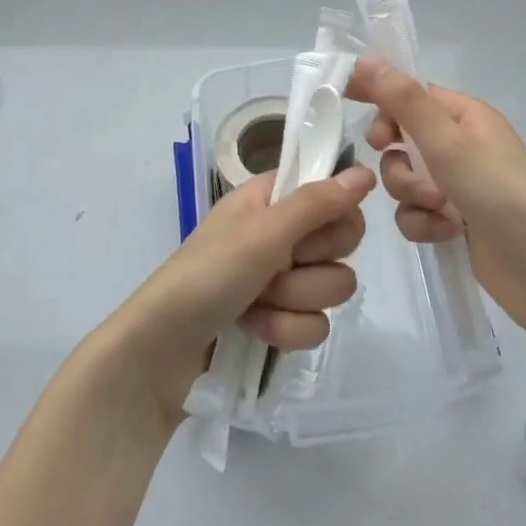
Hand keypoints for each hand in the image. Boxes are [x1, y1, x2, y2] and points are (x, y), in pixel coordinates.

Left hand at [104, 166, 374, 420]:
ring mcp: (281, 280)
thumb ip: (316, 204)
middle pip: (342, 243)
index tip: (311, 232)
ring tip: (255, 305)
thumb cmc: (205, 277)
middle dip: (312, 265)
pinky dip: (285, 331)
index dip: (333, 216)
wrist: (159, 353)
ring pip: (333, 287)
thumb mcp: (261, 234)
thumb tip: (366, 172)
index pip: (334, 194)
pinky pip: (316, 325)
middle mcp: (281, 234)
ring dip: (294, 302)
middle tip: (275, 268)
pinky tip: (255, 331)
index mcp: (272, 200)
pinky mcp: (281, 321)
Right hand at [346, 59, 525, 335]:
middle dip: (397, 158)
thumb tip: (367, 60)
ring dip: (412, 195)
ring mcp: (457, 186)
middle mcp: (460, 146)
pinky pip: (415, 213)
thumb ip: (404, 102)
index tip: (342, 98)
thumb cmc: (502, 194)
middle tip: (397, 161)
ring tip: (439, 209)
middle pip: (401, 139)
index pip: (410, 93)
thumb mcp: (448, 143)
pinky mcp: (453, 221)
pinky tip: (446, 233)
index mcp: (465, 116)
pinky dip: (424, 223)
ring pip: (403, 180)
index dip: (379, 94)